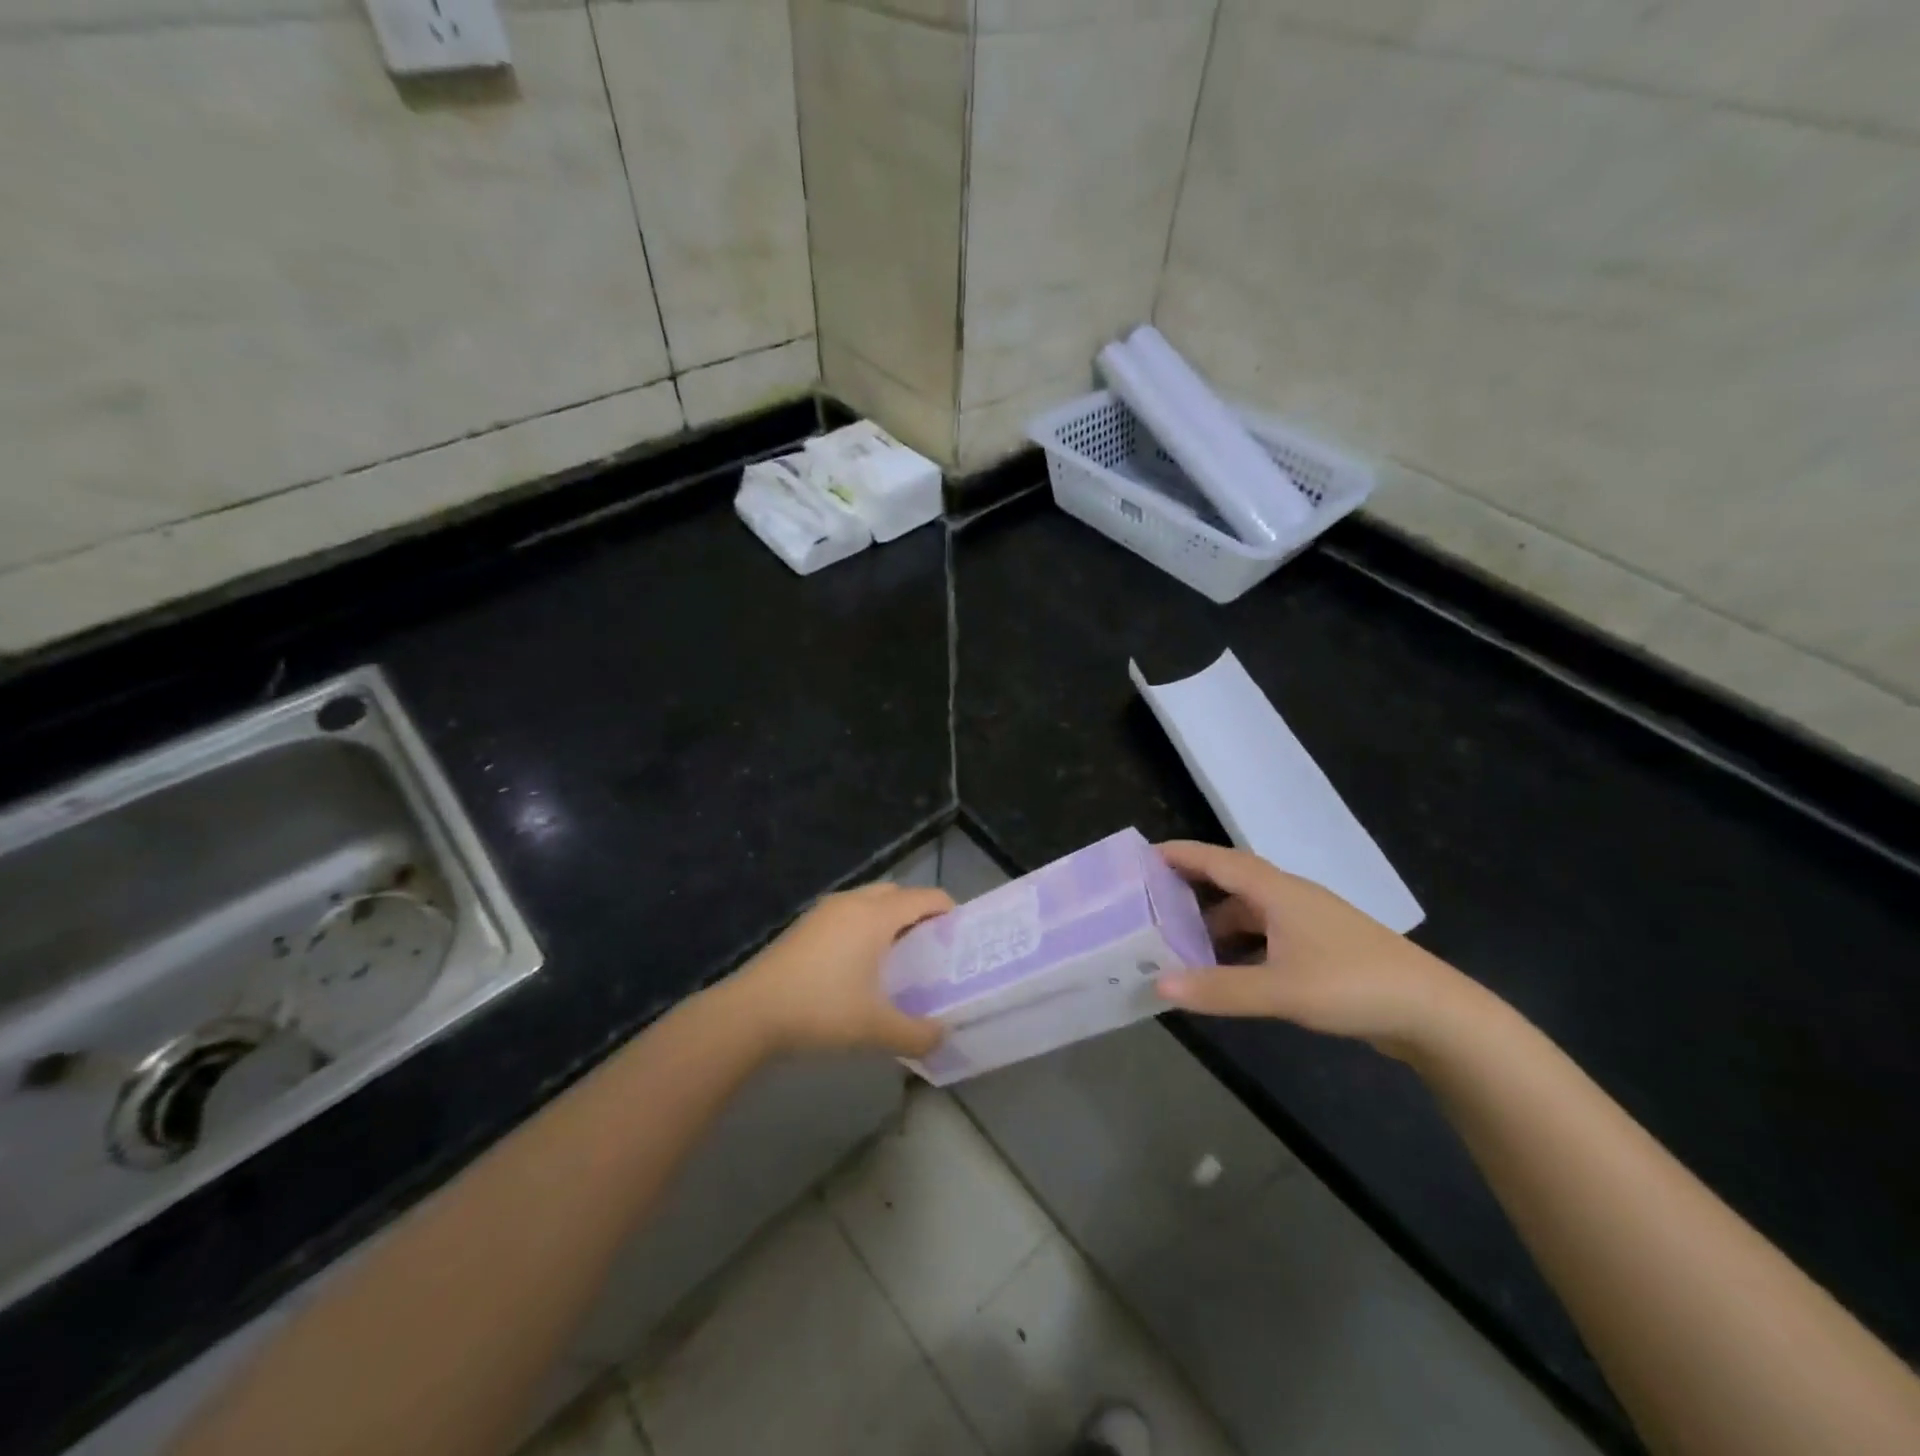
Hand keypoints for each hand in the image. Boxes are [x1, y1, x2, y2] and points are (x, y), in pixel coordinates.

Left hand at [730, 882, 952, 1058]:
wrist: (750, 1013)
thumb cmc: (821, 1010)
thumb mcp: (876, 1028)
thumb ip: (917, 1034)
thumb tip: (943, 1037)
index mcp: (876, 916)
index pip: (924, 897)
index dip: (948, 910)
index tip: (961, 935)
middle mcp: (852, 903)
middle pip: (896, 893)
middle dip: (918, 912)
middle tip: (930, 947)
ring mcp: (824, 912)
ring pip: (868, 901)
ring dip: (888, 918)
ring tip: (897, 956)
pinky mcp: (803, 926)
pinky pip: (846, 914)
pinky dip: (863, 926)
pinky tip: (858, 964)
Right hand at [1154, 841, 1478, 1058]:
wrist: (1433, 1012)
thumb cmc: (1353, 985)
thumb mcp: (1280, 990)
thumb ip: (1219, 988)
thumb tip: (1158, 984)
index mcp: (1277, 892)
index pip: (1218, 860)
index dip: (1181, 855)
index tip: (1143, 855)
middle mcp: (1289, 898)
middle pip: (1230, 882)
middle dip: (1190, 888)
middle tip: (1149, 901)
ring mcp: (1307, 923)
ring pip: (1248, 912)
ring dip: (1214, 923)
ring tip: (1177, 941)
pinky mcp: (1319, 948)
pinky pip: (1264, 936)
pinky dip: (1237, 946)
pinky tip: (1223, 970)